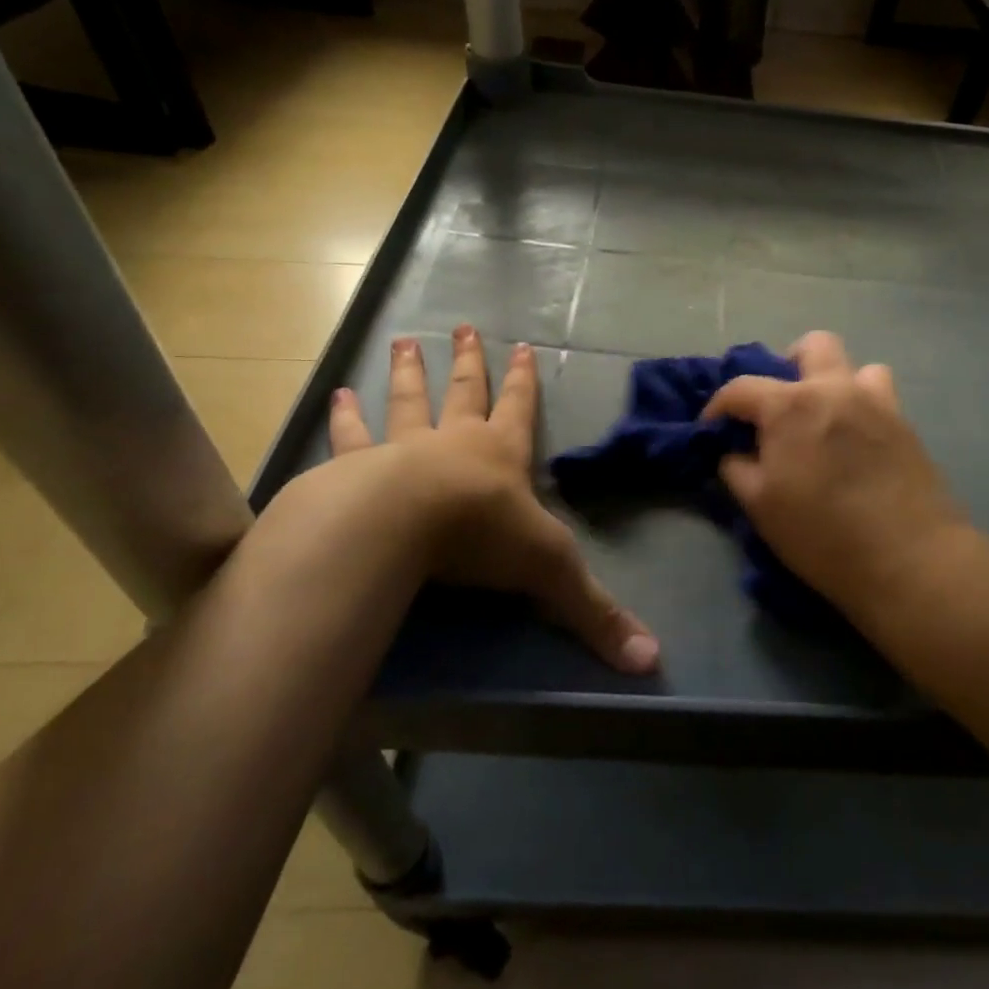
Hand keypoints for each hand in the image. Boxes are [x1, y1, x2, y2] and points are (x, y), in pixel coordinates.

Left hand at [323, 325, 659, 673]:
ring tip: (400, 343)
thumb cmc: (481, 536)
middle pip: (462, 392)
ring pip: (406, 402)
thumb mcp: (550, 573)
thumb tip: (652, 661)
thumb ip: (595, 614)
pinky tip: (336, 396)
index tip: (521, 345)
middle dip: (466, 361)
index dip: (522, 380)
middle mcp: (452, 441)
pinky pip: (350, 438)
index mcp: (500, 455)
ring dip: (406, 374)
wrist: (398, 527)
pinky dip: (344, 418)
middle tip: (460, 326)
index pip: (518, 409)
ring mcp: (400, 450)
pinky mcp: (353, 470)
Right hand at [702, 331, 966, 615]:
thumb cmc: (822, 534)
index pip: (741, 387)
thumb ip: (737, 469)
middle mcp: (835, 388)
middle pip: (812, 346)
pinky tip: (856, 440)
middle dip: (789, 364)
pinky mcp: (905, 423)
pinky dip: (862, 405)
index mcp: (791, 404)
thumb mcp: (760, 506)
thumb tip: (733, 452)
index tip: (712, 427)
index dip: (719, 405)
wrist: (908, 558)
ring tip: (826, 417)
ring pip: (856, 366)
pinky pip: (879, 396)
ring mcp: (876, 402)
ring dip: (835, 381)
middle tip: (781, 405)